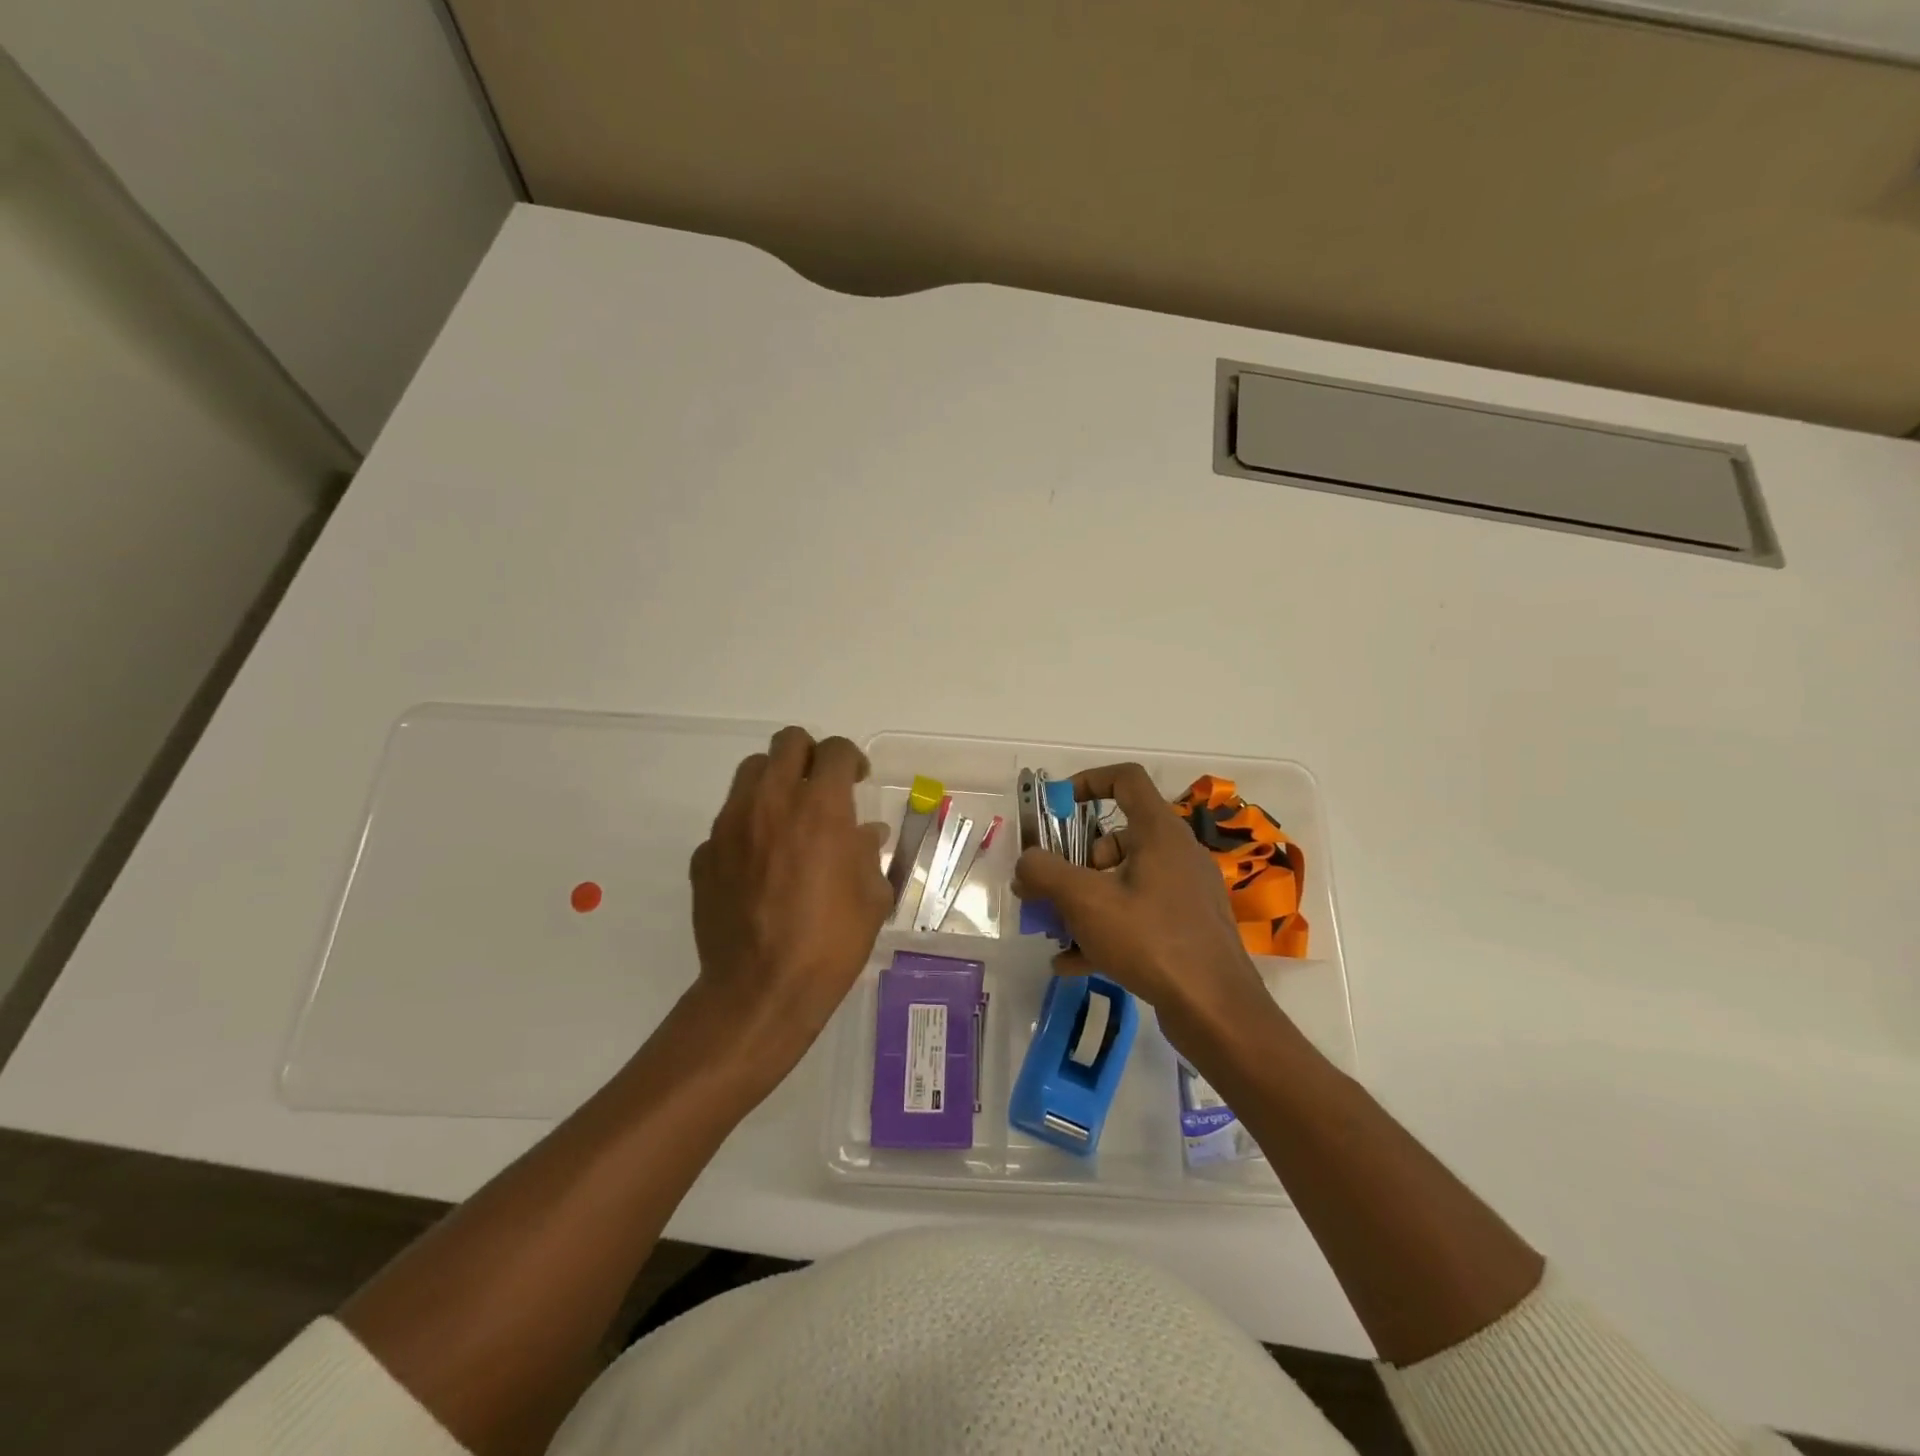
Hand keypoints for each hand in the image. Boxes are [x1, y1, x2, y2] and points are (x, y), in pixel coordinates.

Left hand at [688, 727, 892, 1079]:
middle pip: (788, 742)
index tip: (857, 780)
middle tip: (822, 787)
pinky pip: (728, 821)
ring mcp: (730, 825)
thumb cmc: (830, 942)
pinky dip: (748, 827)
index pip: (835, 752)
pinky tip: (760, 864)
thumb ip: (868, 853)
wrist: (761, 990)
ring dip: (776, 782)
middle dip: (811, 756)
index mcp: (820, 808)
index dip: (851, 759)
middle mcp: (772, 803)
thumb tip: (864, 834)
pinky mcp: (704, 853)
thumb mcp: (872, 897)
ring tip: (789, 818)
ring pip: (751, 772)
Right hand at [1012, 762, 1274, 1053]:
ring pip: (1124, 880)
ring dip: (1084, 900)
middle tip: (1048, 887)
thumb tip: (1025, 863)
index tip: (1056, 806)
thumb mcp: (1085, 901)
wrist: (1216, 1010)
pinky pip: (1137, 916)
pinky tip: (1072, 963)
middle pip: (1116, 837)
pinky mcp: (1187, 928)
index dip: (1087, 781)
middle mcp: (1176, 854)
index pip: (1125, 779)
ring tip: (1054, 931)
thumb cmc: (1151, 939)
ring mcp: (1185, 893)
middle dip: (1074, 861)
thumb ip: (1045, 873)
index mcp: (1159, 832)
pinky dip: (1105, 930)